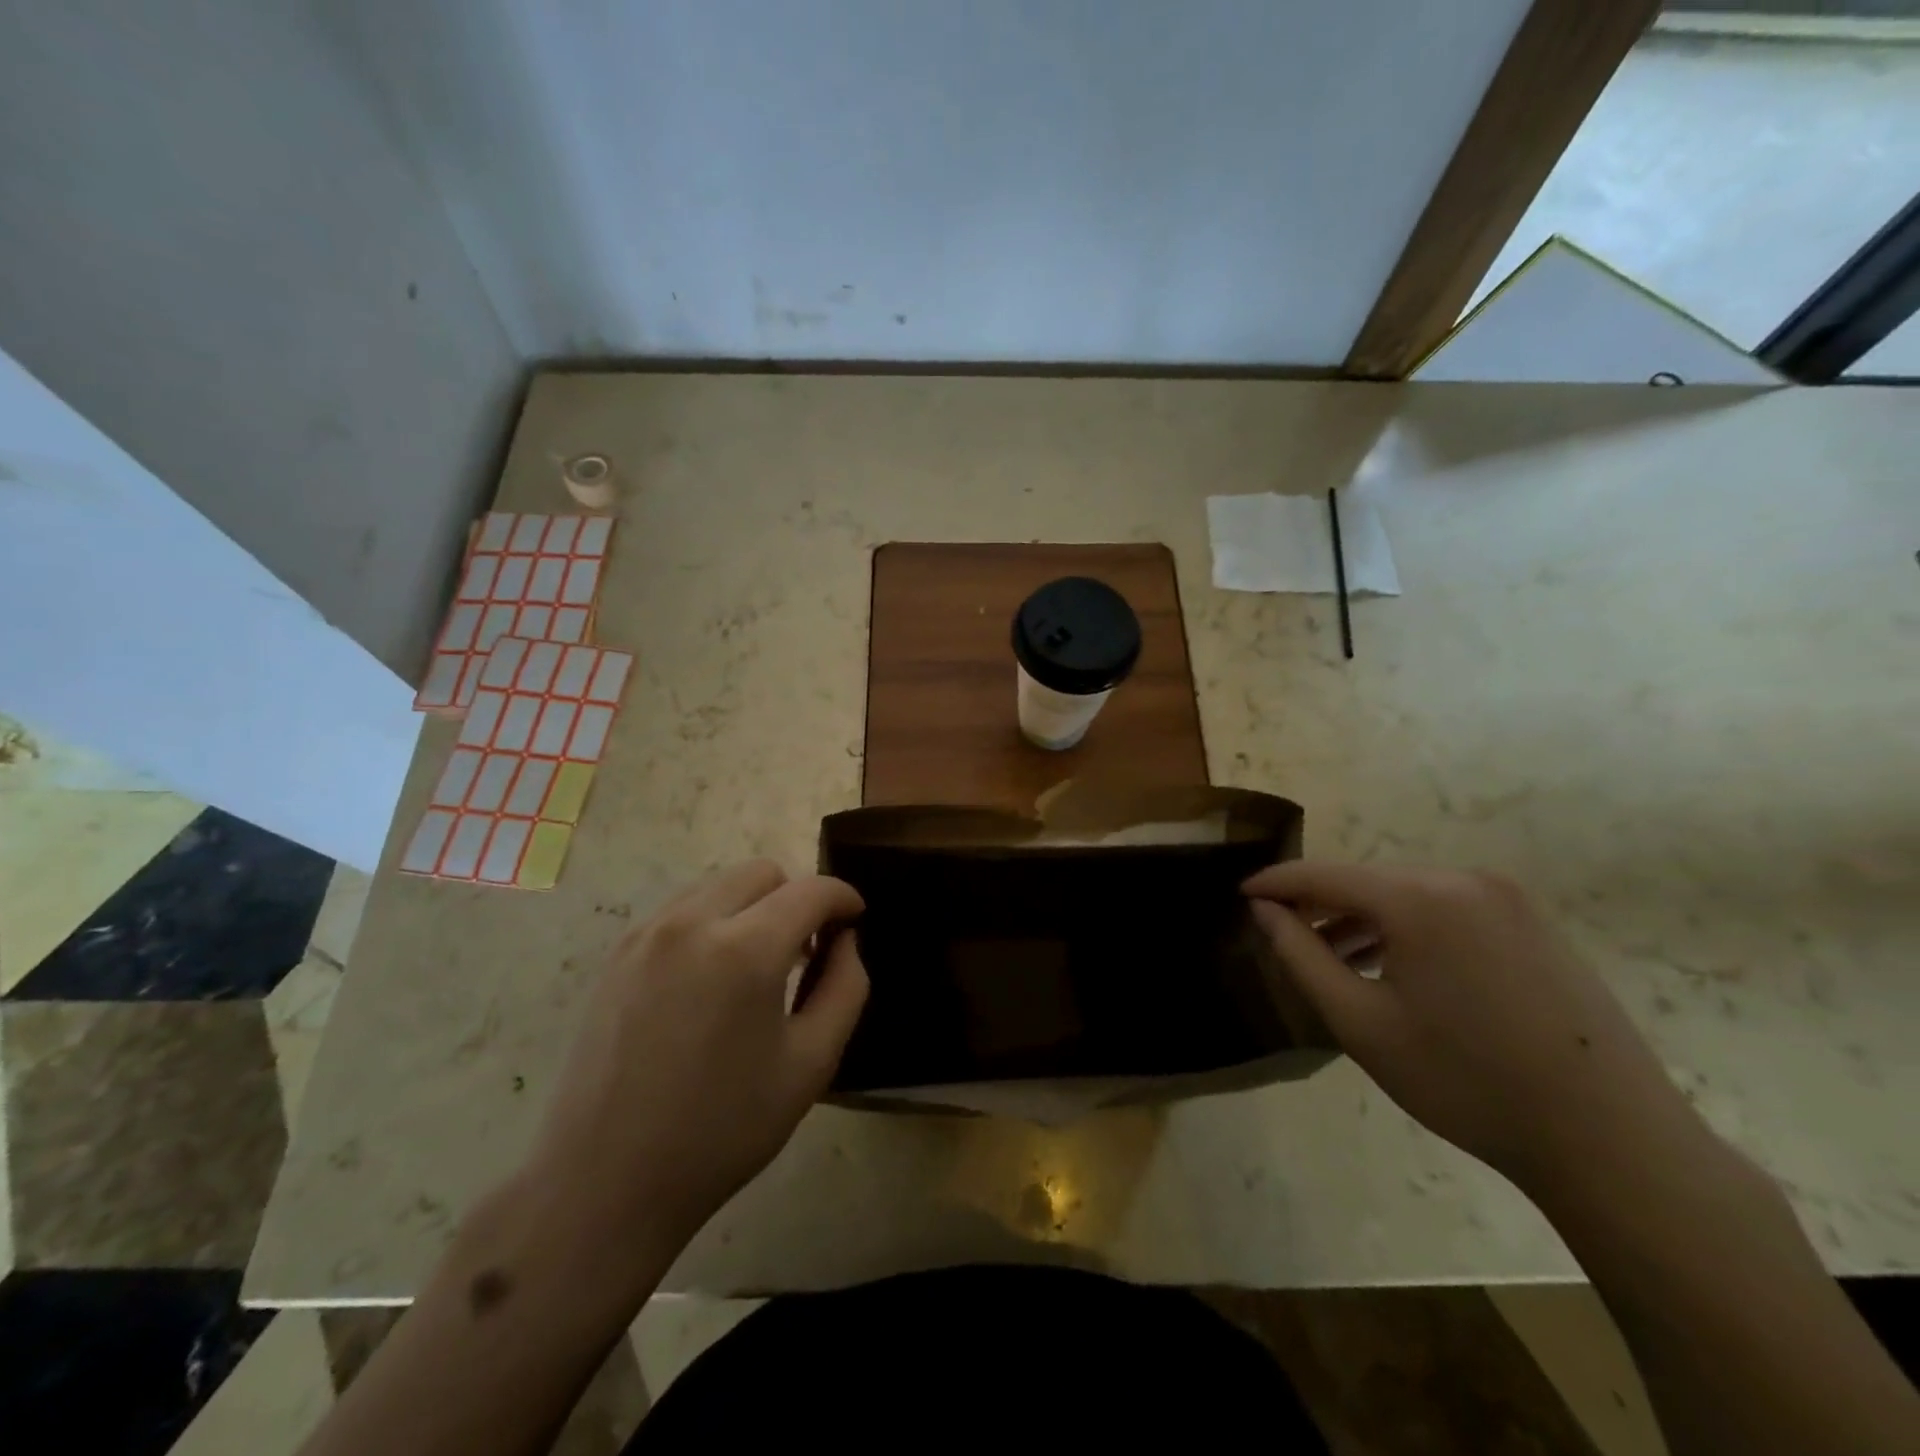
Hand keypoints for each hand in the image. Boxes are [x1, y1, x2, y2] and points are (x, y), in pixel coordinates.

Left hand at [526, 860, 867, 1255]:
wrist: (603, 1183)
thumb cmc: (721, 1131)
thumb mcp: (811, 1064)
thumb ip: (845, 987)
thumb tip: (845, 940)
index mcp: (745, 949)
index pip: (811, 890)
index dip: (844, 898)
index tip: (855, 922)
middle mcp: (692, 922)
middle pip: (763, 873)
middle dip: (797, 898)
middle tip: (806, 952)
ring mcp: (647, 934)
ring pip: (719, 885)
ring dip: (753, 907)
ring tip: (756, 966)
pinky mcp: (618, 954)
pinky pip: (682, 910)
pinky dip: (712, 922)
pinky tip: (711, 980)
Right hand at [1244, 862, 1691, 1188]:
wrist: (1611, 1140)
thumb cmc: (1467, 1082)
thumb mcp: (1361, 1023)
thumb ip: (1301, 956)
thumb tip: (1265, 912)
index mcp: (1419, 898)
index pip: (1324, 874)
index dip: (1276, 883)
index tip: (1241, 894)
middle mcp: (1464, 879)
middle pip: (1368, 881)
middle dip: (1322, 905)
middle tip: (1287, 936)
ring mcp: (1508, 899)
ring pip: (1408, 894)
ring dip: (1365, 918)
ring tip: (1335, 958)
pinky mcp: (1535, 923)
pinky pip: (1449, 909)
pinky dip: (1410, 928)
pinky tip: (1398, 967)